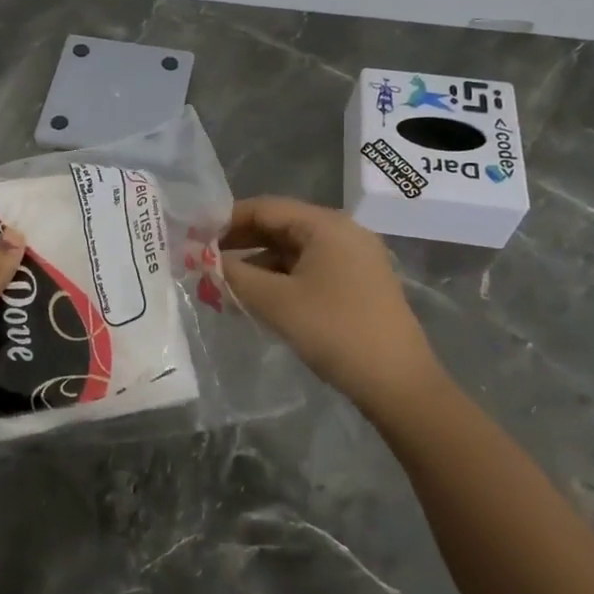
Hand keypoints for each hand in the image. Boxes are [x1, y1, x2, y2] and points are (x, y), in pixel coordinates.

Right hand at [222, 196, 445, 417]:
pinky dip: (279, 280)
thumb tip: (203, 261)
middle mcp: (343, 233)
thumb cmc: (335, 331)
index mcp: (326, 225)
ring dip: (257, 265)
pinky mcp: (357, 285)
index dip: (225, 220)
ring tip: (224, 286)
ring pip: (293, 251)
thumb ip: (234, 275)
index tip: (193, 237)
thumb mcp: (275, 301)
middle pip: (280, 226)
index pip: (265, 208)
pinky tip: (257, 300)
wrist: (399, 385)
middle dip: (239, 243)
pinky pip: (308, 270)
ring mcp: (354, 259)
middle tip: (203, 261)